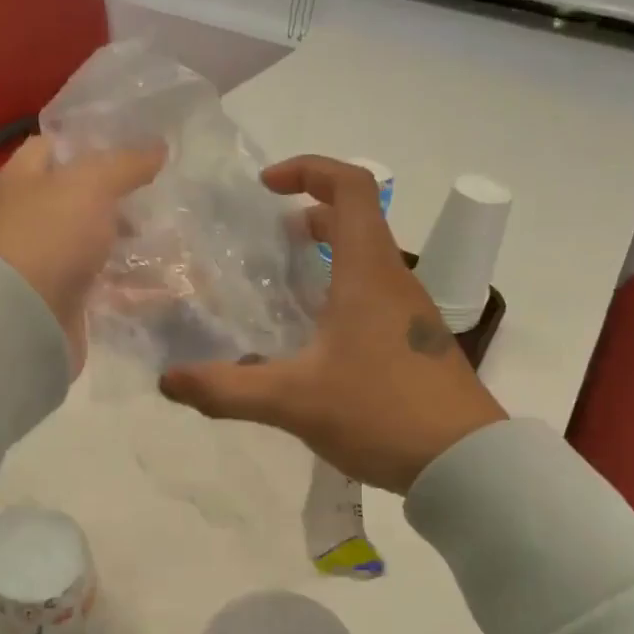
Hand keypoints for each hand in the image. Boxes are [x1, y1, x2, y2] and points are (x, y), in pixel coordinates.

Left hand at [0, 135, 165, 373]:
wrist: (21, 319)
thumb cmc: (49, 236)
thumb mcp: (91, 185)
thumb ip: (125, 165)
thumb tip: (158, 148)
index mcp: (20, 181)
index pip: (51, 148)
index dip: (89, 145)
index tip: (131, 150)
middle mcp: (25, 219)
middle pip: (74, 200)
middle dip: (115, 200)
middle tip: (155, 199)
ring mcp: (42, 262)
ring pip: (90, 244)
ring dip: (124, 243)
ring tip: (167, 240)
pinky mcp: (60, 300)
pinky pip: (99, 285)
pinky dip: (126, 285)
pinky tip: (159, 282)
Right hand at [159, 155, 506, 493]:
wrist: (465, 463)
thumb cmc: (381, 413)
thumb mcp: (293, 401)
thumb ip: (226, 390)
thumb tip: (168, 381)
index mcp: (369, 273)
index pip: (351, 187)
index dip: (310, 170)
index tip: (268, 187)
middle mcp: (396, 282)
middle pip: (358, 222)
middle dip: (311, 216)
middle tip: (268, 239)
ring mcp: (412, 315)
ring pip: (367, 262)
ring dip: (327, 257)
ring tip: (284, 287)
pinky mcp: (416, 345)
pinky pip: (375, 298)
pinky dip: (341, 294)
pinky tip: (315, 340)